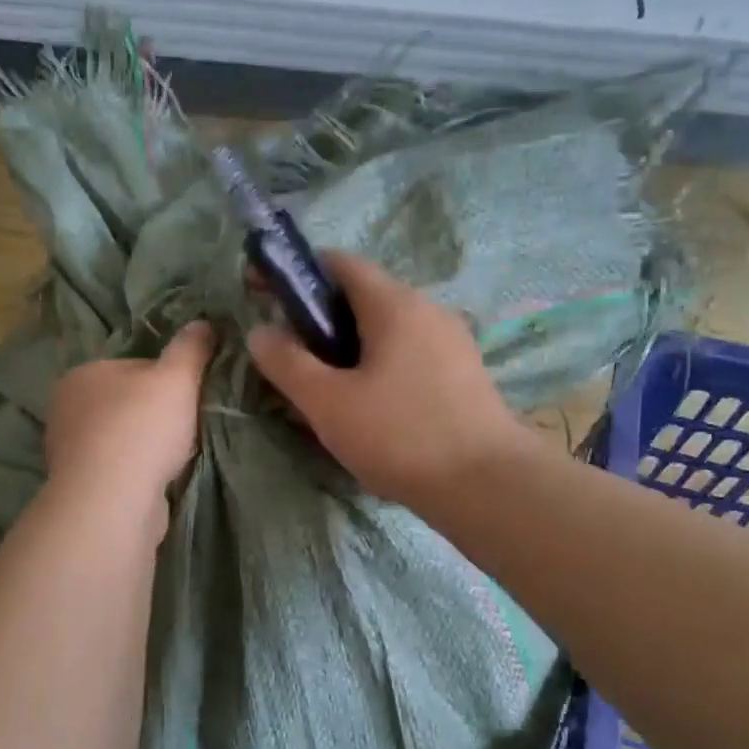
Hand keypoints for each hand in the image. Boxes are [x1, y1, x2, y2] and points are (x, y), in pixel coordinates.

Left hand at [44, 322, 214, 529]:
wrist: (112, 502)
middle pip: (126, 403)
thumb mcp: (177, 377)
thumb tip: (203, 322)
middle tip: (187, 427)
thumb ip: (191, 347)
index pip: (134, 367)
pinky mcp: (79, 487)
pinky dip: (136, 473)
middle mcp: (67, 408)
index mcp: (83, 373)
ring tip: (176, 458)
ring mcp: (69, 451)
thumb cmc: (142, 428)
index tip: (190, 396)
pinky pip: (116, 470)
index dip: (168, 379)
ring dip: (145, 447)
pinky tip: (157, 482)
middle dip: (155, 415)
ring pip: (121, 439)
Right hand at [247, 255, 525, 506]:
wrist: (488, 485)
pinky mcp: (464, 373)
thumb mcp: (328, 402)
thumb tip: (260, 330)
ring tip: (326, 387)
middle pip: (363, 296)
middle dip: (320, 317)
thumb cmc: (400, 435)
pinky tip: (369, 406)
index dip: (296, 273)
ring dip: (349, 345)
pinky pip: (409, 353)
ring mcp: (452, 340)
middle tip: (291, 355)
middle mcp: (427, 309)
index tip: (263, 295)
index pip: (339, 263)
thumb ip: (287, 362)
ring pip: (387, 328)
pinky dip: (379, 364)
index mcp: (394, 303)